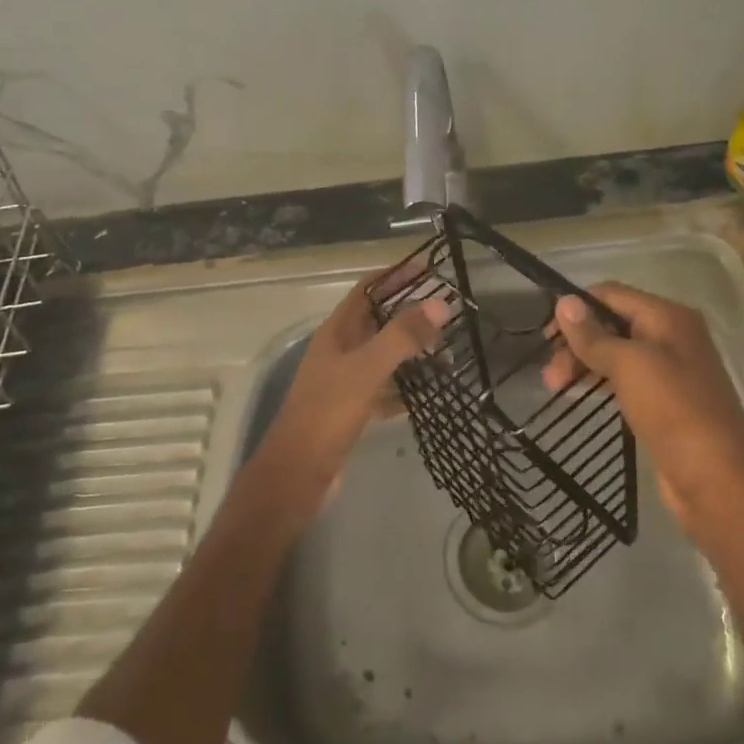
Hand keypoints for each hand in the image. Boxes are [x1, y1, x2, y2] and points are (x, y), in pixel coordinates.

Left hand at [256, 266, 449, 510]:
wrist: (297, 476)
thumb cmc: (327, 414)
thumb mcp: (367, 370)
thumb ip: (402, 336)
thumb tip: (440, 304)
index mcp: (336, 333)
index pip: (366, 290)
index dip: (393, 275)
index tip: (427, 266)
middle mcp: (338, 351)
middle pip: (376, 321)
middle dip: (408, 313)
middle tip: (446, 311)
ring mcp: (343, 382)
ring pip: (382, 357)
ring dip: (410, 351)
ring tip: (445, 350)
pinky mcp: (351, 411)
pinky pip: (383, 391)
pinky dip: (404, 389)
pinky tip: (428, 394)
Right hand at [541, 283, 743, 530]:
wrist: (716, 479)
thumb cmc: (673, 410)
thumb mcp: (628, 365)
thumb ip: (593, 334)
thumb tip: (564, 301)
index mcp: (668, 316)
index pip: (610, 294)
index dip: (576, 308)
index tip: (546, 336)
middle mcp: (672, 336)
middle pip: (612, 324)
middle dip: (577, 342)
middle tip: (550, 376)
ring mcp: (671, 370)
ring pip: (617, 353)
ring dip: (585, 363)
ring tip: (556, 388)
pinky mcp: (666, 401)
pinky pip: (626, 379)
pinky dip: (601, 381)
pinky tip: (583, 395)